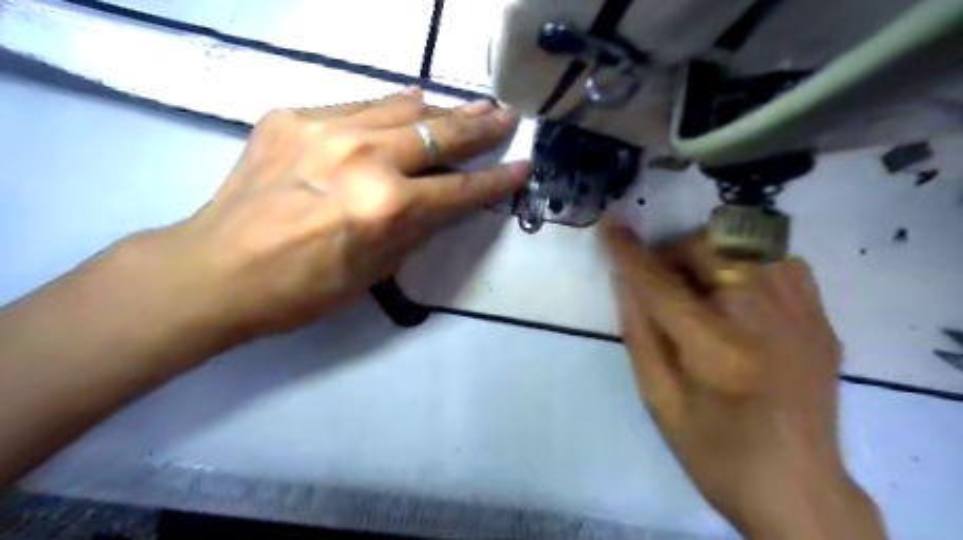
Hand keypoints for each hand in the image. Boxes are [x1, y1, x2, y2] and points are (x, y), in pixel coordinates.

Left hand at [136, 87, 526, 341]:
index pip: (460, 189)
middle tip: (505, 116)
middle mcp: (364, 158)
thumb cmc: (303, 289)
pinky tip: (407, 104)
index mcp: (387, 208)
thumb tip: (440, 200)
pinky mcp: (293, 117)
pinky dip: (390, 108)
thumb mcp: (375, 270)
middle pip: (439, 135)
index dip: (496, 181)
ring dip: (441, 109)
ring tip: (469, 104)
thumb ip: (413, 229)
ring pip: (402, 107)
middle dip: (480, 127)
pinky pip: (358, 106)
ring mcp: (326, 129)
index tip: (522, 167)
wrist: (215, 270)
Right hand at [603, 222, 881, 537]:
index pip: (661, 284)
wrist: (798, 489)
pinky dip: (748, 262)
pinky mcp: (821, 317)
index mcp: (718, 350)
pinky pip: (780, 259)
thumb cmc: (714, 451)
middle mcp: (766, 319)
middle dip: (671, 252)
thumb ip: (638, 332)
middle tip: (657, 280)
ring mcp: (802, 314)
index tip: (608, 225)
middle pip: (709, 249)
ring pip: (746, 244)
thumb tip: (623, 278)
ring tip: (695, 286)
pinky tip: (736, 293)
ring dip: (707, 254)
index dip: (629, 253)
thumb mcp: (658, 399)